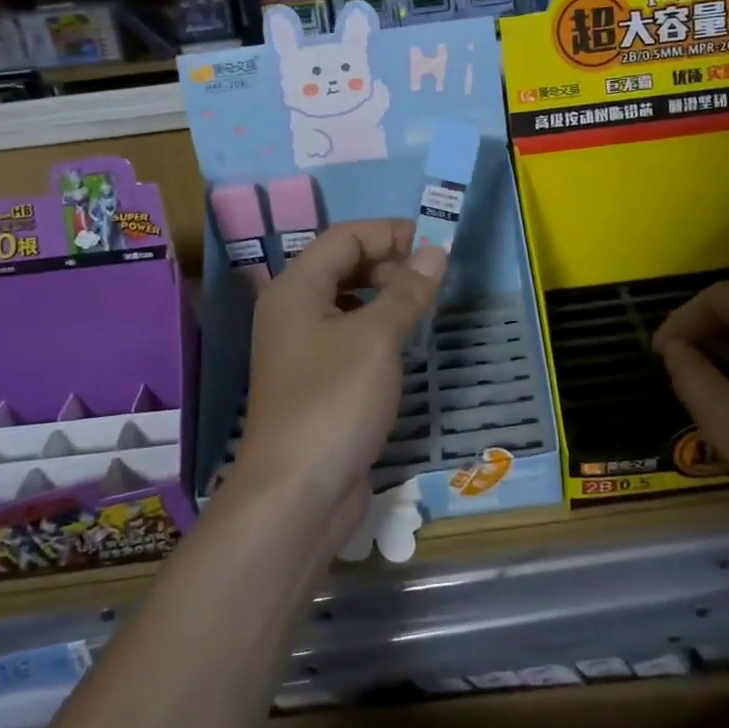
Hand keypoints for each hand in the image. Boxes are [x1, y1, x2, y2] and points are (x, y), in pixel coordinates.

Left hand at [235, 220, 446, 547]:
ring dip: (386, 296)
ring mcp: (302, 349)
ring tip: (424, 308)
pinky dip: (378, 329)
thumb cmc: (334, 401)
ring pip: (348, 303)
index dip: (390, 233)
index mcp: (295, 289)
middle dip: (390, 264)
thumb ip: (407, 291)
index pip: (345, 238)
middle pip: (343, 266)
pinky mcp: (317, 382)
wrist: (297, 494)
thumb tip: (435, 252)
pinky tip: (404, 346)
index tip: (436, 244)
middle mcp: (292, 312)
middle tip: (433, 280)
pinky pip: (350, 337)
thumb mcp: (376, 339)